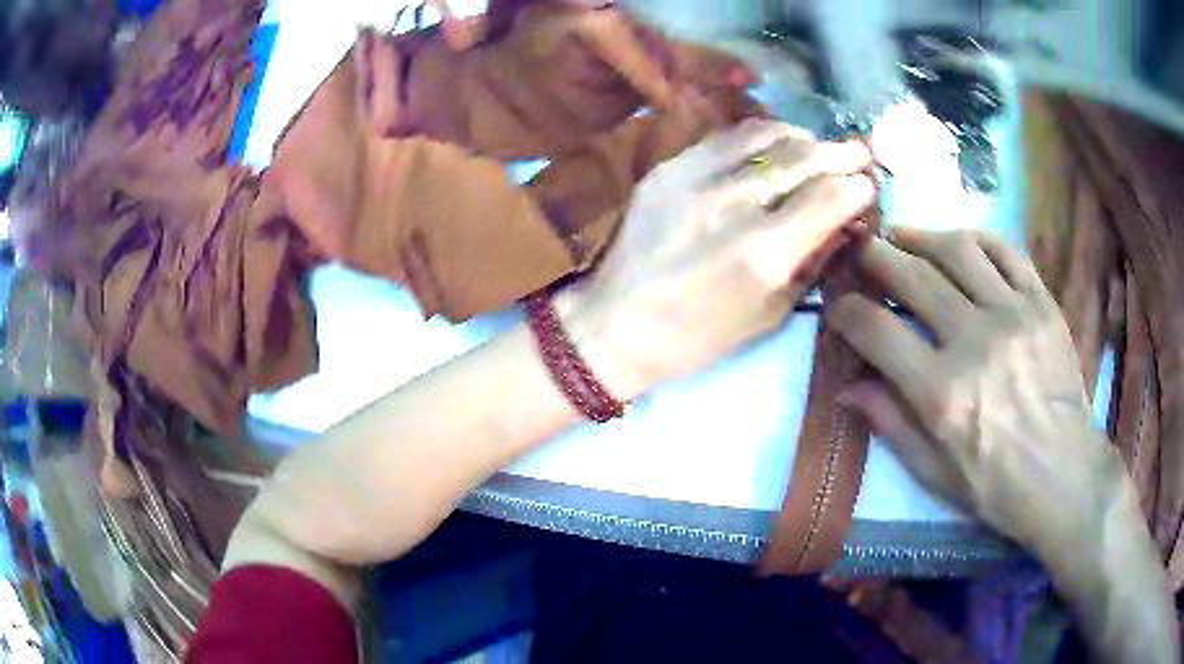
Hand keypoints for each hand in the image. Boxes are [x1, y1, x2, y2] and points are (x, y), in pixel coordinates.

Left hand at [562, 120, 874, 400]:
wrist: (615, 324)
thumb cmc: (698, 336)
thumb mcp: (770, 313)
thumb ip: (814, 261)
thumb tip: (847, 222)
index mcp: (764, 253)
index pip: (831, 197)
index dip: (858, 187)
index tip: (868, 187)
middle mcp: (734, 204)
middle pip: (804, 158)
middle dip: (841, 153)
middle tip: (859, 154)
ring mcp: (695, 178)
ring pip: (767, 136)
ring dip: (804, 137)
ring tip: (819, 146)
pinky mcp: (669, 167)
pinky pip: (727, 137)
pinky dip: (761, 136)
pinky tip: (774, 145)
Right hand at [826, 227, 1121, 554]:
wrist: (1063, 475)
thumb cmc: (995, 485)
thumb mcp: (934, 474)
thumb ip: (890, 424)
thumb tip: (846, 386)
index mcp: (942, 394)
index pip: (877, 331)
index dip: (847, 312)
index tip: (837, 307)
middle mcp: (975, 342)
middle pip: (913, 277)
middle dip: (875, 257)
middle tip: (860, 250)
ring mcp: (1013, 315)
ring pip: (957, 250)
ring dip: (921, 237)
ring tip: (902, 237)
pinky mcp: (1042, 303)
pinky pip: (1006, 250)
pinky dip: (976, 238)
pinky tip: (959, 243)